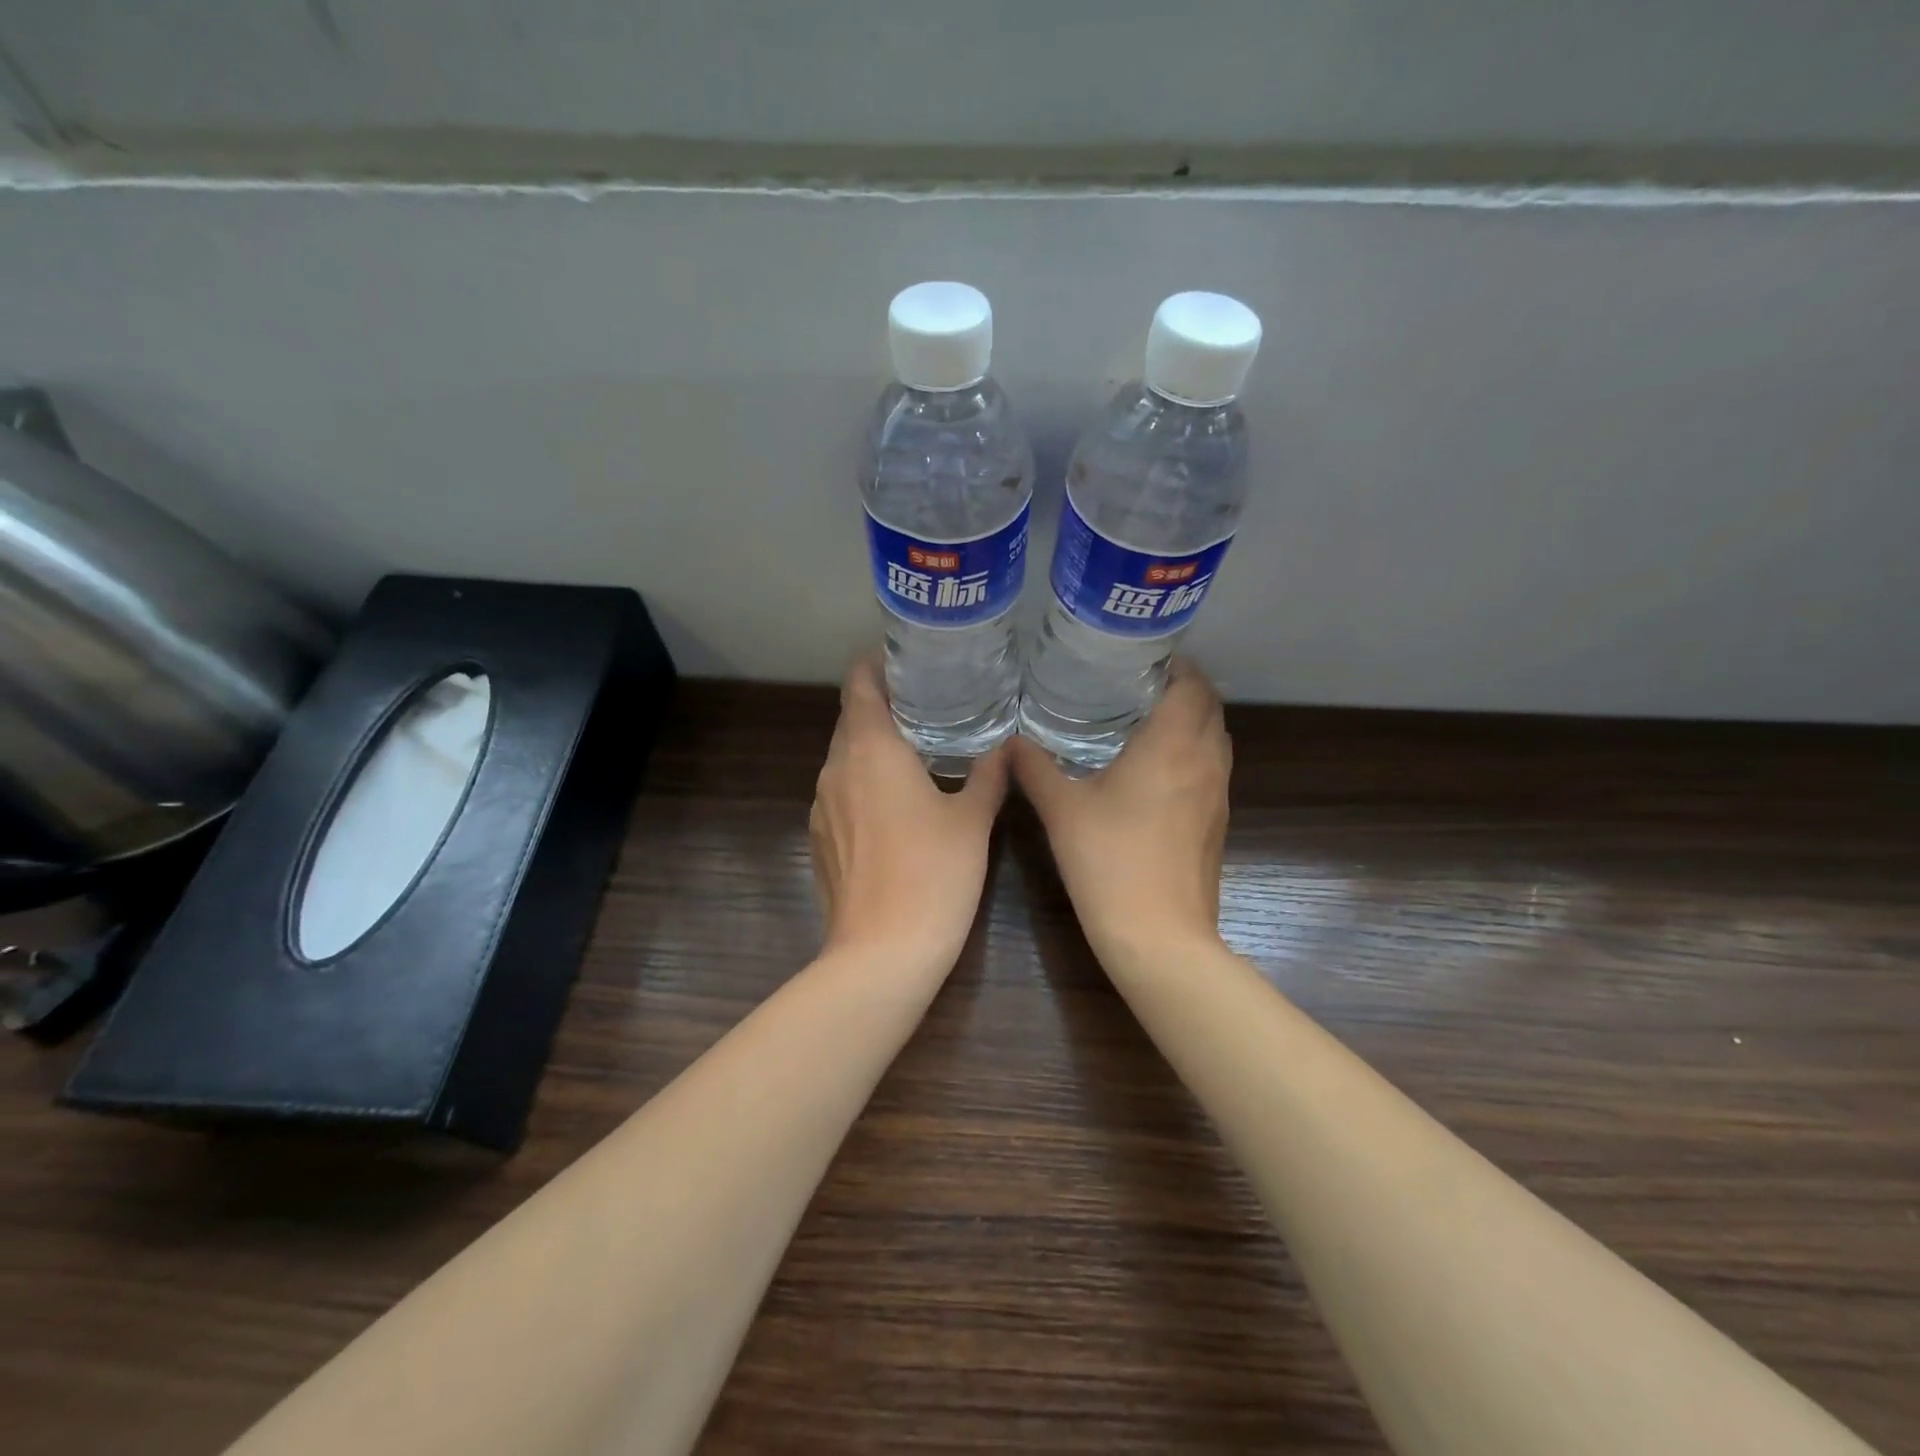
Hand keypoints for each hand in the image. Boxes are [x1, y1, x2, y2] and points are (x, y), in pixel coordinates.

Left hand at [809, 656, 1009, 970]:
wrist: (882, 952)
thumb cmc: (934, 874)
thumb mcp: (972, 820)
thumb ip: (989, 775)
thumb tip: (1007, 745)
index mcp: (870, 750)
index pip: (859, 684)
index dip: (876, 664)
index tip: (906, 659)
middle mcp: (835, 768)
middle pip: (850, 719)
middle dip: (882, 705)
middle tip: (927, 703)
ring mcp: (821, 806)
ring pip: (843, 757)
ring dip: (872, 746)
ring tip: (915, 748)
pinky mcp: (819, 839)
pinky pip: (840, 791)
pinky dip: (863, 782)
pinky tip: (894, 802)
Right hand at [1011, 658, 1231, 960]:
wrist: (1159, 935)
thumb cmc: (1109, 861)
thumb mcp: (1062, 809)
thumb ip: (1034, 768)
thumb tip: (1010, 741)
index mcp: (1173, 744)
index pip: (1192, 684)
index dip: (1176, 664)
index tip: (1145, 658)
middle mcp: (1205, 761)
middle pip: (1210, 707)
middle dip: (1184, 688)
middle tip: (1140, 684)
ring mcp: (1218, 794)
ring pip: (1216, 739)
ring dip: (1193, 721)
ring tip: (1149, 720)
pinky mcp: (1218, 823)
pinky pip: (1212, 769)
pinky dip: (1194, 753)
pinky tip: (1158, 771)